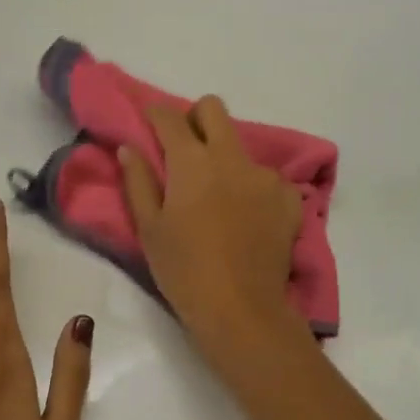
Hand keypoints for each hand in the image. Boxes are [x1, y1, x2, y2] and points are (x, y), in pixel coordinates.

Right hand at [119, 96, 304, 347]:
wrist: (241, 310)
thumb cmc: (183, 270)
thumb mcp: (149, 229)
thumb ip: (138, 181)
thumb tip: (129, 148)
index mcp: (192, 162)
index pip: (171, 117)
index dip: (156, 115)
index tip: (148, 123)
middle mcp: (232, 158)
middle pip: (214, 109)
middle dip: (195, 117)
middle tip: (184, 148)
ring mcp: (266, 177)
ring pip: (241, 147)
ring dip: (225, 159)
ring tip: (217, 197)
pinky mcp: (290, 199)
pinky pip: (268, 179)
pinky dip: (253, 188)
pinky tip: (247, 217)